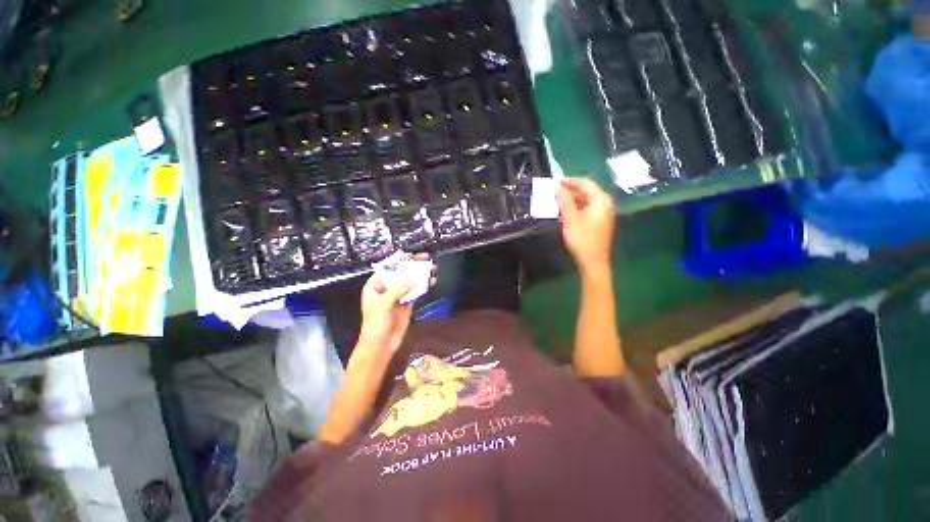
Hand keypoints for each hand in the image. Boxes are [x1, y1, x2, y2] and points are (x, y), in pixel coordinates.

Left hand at [359, 253, 434, 354]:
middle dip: (413, 266)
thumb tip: (413, 278)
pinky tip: (431, 281)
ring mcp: (398, 296)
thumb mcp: (383, 304)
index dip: (400, 261)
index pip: (388, 268)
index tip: (413, 255)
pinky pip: (416, 292)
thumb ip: (397, 289)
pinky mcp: (407, 304)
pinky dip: (423, 286)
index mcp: (375, 286)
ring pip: (410, 282)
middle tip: (426, 259)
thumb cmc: (375, 324)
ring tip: (432, 268)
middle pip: (401, 273)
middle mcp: (387, 289)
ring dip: (421, 275)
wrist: (381, 346)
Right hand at [557, 177, 615, 272]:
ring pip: (585, 201)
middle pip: (586, 191)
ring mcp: (602, 214)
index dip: (569, 181)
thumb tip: (557, 186)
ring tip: (555, 200)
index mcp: (601, 200)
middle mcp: (604, 204)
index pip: (585, 183)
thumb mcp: (571, 218)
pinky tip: (563, 212)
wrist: (593, 262)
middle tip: (553, 190)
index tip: (554, 181)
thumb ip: (564, 200)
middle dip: (569, 190)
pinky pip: (585, 209)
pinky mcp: (598, 223)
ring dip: (570, 199)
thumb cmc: (582, 239)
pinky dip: (574, 208)